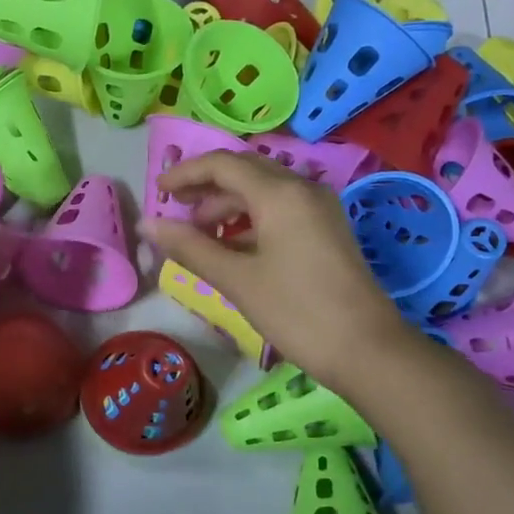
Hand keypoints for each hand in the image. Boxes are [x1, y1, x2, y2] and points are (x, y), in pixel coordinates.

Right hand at [139, 151, 407, 380]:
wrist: (366, 349)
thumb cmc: (295, 311)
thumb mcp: (236, 279)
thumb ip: (190, 247)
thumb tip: (147, 225)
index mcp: (280, 193)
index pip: (222, 164)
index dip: (185, 173)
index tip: (157, 192)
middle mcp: (302, 189)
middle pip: (244, 171)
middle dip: (205, 186)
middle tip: (175, 210)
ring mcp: (319, 209)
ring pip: (263, 191)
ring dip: (227, 206)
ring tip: (199, 236)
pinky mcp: (326, 229)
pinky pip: (280, 209)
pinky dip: (249, 220)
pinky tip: (232, 248)